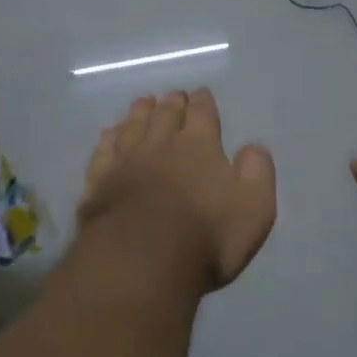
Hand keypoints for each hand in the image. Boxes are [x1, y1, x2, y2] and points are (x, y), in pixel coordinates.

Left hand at [77, 90, 277, 292]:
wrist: (141, 262)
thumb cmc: (206, 237)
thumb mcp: (254, 209)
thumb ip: (257, 173)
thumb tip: (253, 147)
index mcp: (200, 146)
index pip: (202, 113)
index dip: (203, 102)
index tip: (202, 94)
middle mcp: (161, 144)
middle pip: (166, 114)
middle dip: (172, 103)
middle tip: (174, 97)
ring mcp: (126, 160)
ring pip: (133, 126)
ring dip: (140, 112)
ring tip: (144, 103)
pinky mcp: (99, 181)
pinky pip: (104, 150)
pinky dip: (109, 138)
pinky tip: (110, 134)